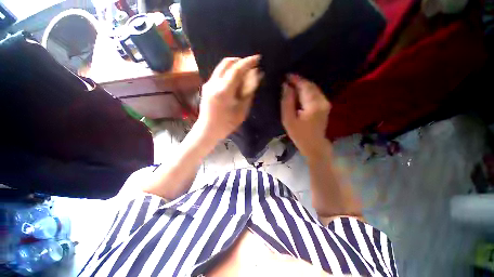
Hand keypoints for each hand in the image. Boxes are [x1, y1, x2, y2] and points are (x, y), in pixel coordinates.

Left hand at [197, 55, 262, 140]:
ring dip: (234, 66)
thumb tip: (256, 77)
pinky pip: (219, 73)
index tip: (257, 58)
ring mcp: (208, 84)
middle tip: (250, 67)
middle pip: (227, 62)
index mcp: (224, 91)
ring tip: (244, 73)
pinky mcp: (206, 86)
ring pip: (222, 67)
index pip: (237, 69)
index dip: (248, 62)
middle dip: (240, 61)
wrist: (207, 129)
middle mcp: (214, 83)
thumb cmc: (227, 124)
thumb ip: (249, 92)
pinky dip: (228, 72)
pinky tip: (234, 81)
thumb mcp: (242, 111)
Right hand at [281, 74, 330, 158]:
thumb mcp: (288, 119)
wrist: (314, 145)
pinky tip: (299, 92)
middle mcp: (322, 100)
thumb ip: (287, 102)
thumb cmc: (298, 134)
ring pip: (313, 88)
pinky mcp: (325, 105)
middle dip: (299, 81)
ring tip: (291, 84)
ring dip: (303, 85)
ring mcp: (325, 103)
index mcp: (313, 104)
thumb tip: (285, 86)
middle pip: (310, 85)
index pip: (304, 86)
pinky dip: (307, 90)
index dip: (295, 79)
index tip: (285, 75)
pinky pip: (315, 93)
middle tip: (287, 79)